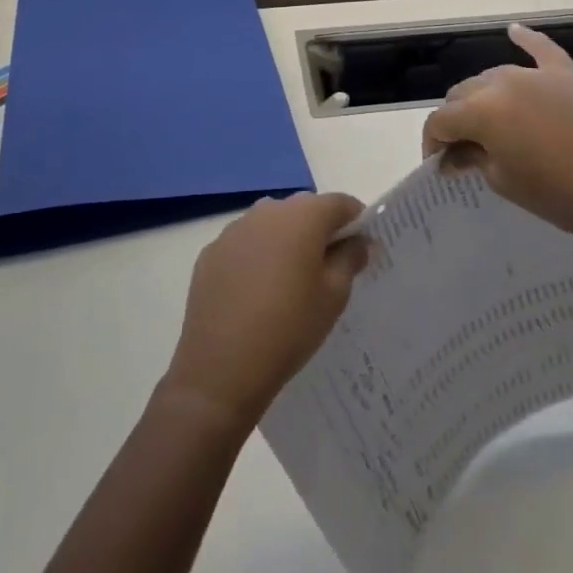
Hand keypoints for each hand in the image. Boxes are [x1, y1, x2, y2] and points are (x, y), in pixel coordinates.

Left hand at [162, 193, 369, 433]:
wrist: (220, 368)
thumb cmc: (289, 327)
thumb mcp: (334, 296)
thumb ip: (350, 258)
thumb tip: (357, 241)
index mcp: (303, 216)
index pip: (340, 203)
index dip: (356, 222)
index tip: (360, 250)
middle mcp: (267, 210)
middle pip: (305, 209)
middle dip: (320, 230)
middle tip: (328, 269)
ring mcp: (234, 229)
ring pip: (272, 224)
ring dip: (287, 241)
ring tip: (290, 282)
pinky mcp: (211, 252)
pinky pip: (245, 244)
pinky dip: (257, 256)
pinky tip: (256, 292)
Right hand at [420, 23, 572, 246]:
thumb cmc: (557, 195)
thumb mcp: (504, 181)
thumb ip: (474, 158)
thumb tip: (456, 154)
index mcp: (481, 111)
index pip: (440, 120)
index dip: (433, 143)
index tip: (439, 164)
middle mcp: (502, 83)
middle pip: (463, 93)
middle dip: (457, 119)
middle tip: (465, 150)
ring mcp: (536, 74)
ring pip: (495, 76)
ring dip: (484, 96)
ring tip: (491, 123)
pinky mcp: (568, 74)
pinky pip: (542, 49)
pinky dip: (526, 39)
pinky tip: (514, 31)